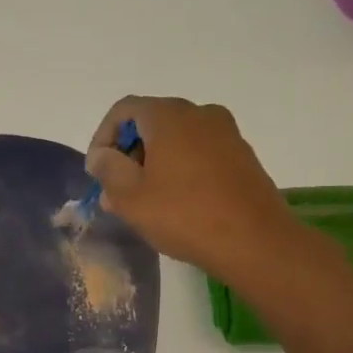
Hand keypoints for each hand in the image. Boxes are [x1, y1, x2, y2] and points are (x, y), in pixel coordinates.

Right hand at [85, 97, 298, 280]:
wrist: (255, 241)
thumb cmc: (184, 215)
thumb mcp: (131, 197)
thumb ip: (108, 169)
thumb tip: (101, 155)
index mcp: (169, 115)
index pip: (124, 110)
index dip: (102, 138)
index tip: (97, 173)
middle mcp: (200, 113)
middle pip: (151, 122)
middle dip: (129, 154)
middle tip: (117, 192)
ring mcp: (226, 133)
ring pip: (177, 139)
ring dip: (154, 164)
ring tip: (145, 203)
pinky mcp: (242, 156)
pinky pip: (200, 153)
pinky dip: (181, 169)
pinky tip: (177, 204)